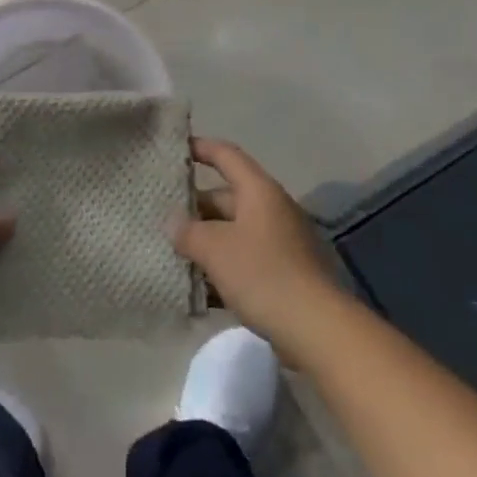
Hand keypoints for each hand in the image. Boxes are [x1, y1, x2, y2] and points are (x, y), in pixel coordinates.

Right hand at [173, 138, 341, 355]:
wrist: (315, 328)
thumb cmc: (262, 274)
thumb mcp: (215, 248)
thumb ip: (188, 231)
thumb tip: (174, 223)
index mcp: (259, 191)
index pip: (226, 155)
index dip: (200, 148)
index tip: (174, 149)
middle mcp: (271, 210)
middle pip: (226, 197)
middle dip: (193, 207)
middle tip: (160, 217)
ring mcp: (279, 243)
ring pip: (232, 233)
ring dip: (204, 242)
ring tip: (171, 253)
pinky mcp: (282, 274)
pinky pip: (243, 261)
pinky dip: (220, 269)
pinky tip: (195, 289)